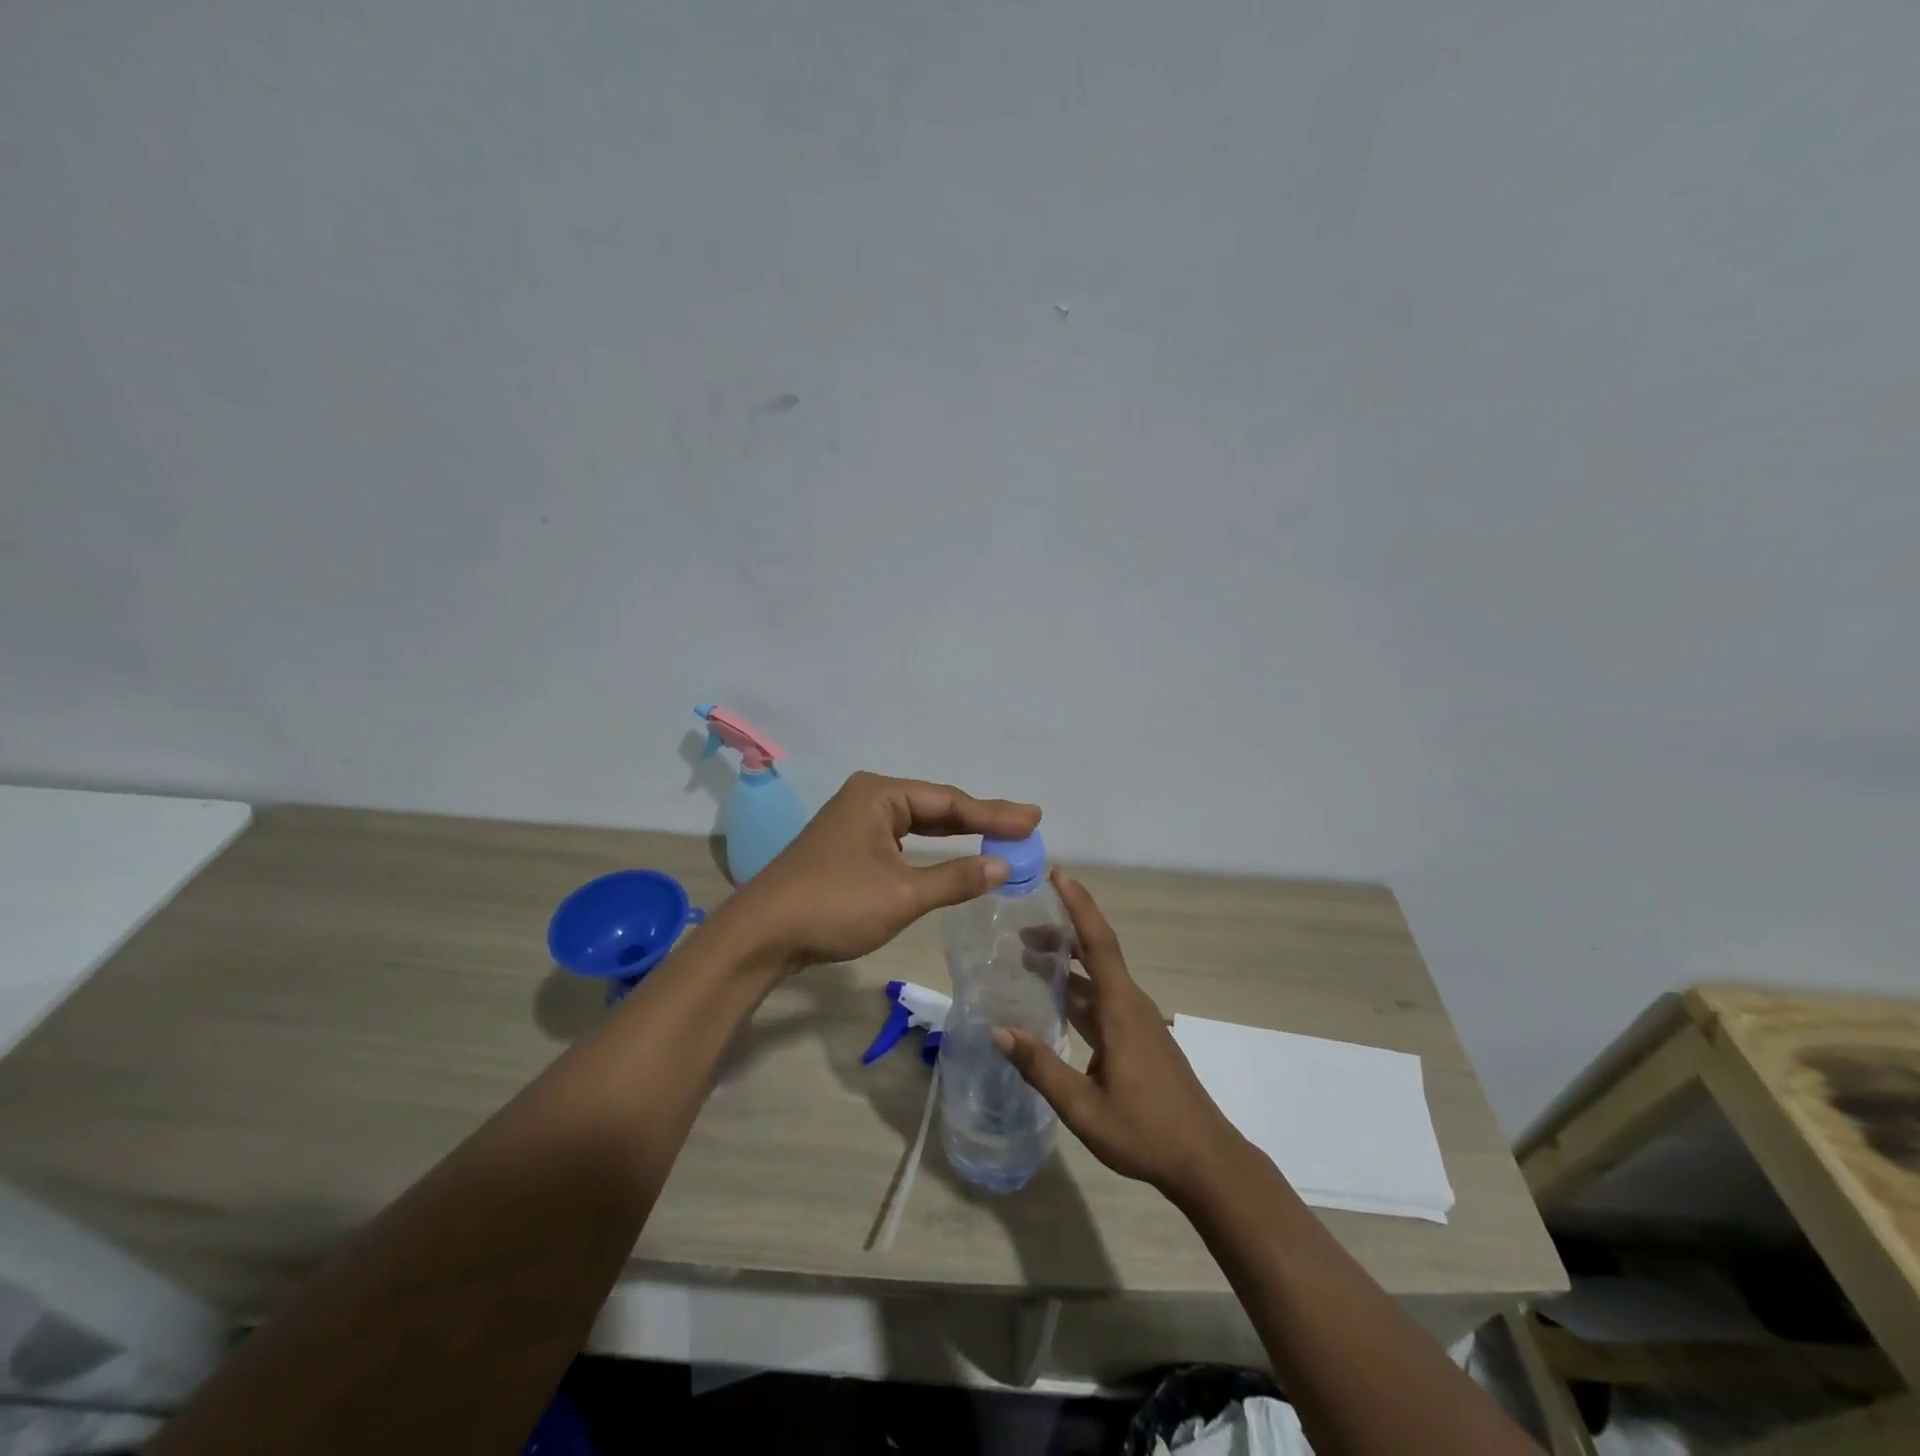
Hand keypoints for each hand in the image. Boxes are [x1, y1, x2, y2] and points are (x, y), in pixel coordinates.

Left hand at [724, 771, 1040, 967]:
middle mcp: (868, 798)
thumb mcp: (902, 894)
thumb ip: (955, 878)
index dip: (994, 814)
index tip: (1033, 820)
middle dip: (980, 819)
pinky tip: (953, 852)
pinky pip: (903, 839)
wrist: (762, 935)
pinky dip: (932, 847)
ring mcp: (856, 821)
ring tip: (1001, 835)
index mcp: (879, 795)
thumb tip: (1003, 866)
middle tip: (1026, 825)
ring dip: (957, 833)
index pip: (949, 802)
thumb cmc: (834, 906)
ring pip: (919, 823)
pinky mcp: (849, 846)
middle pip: (936, 807)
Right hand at [995, 870, 1244, 1199]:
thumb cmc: (1146, 1132)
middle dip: (1061, 932)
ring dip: (1067, 963)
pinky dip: (1076, 988)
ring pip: (1098, 978)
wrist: (1207, 1161)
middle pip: (1096, 953)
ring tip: (1028, 955)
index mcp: (1121, 1010)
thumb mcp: (1084, 1108)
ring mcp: (1137, 1022)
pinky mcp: (1139, 1038)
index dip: (1079, 906)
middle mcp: (1131, 1005)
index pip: (1098, 943)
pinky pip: (1103, 999)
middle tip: (1021, 924)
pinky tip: (1055, 1000)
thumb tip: (999, 1030)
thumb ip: (1041, 1067)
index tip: (1058, 875)